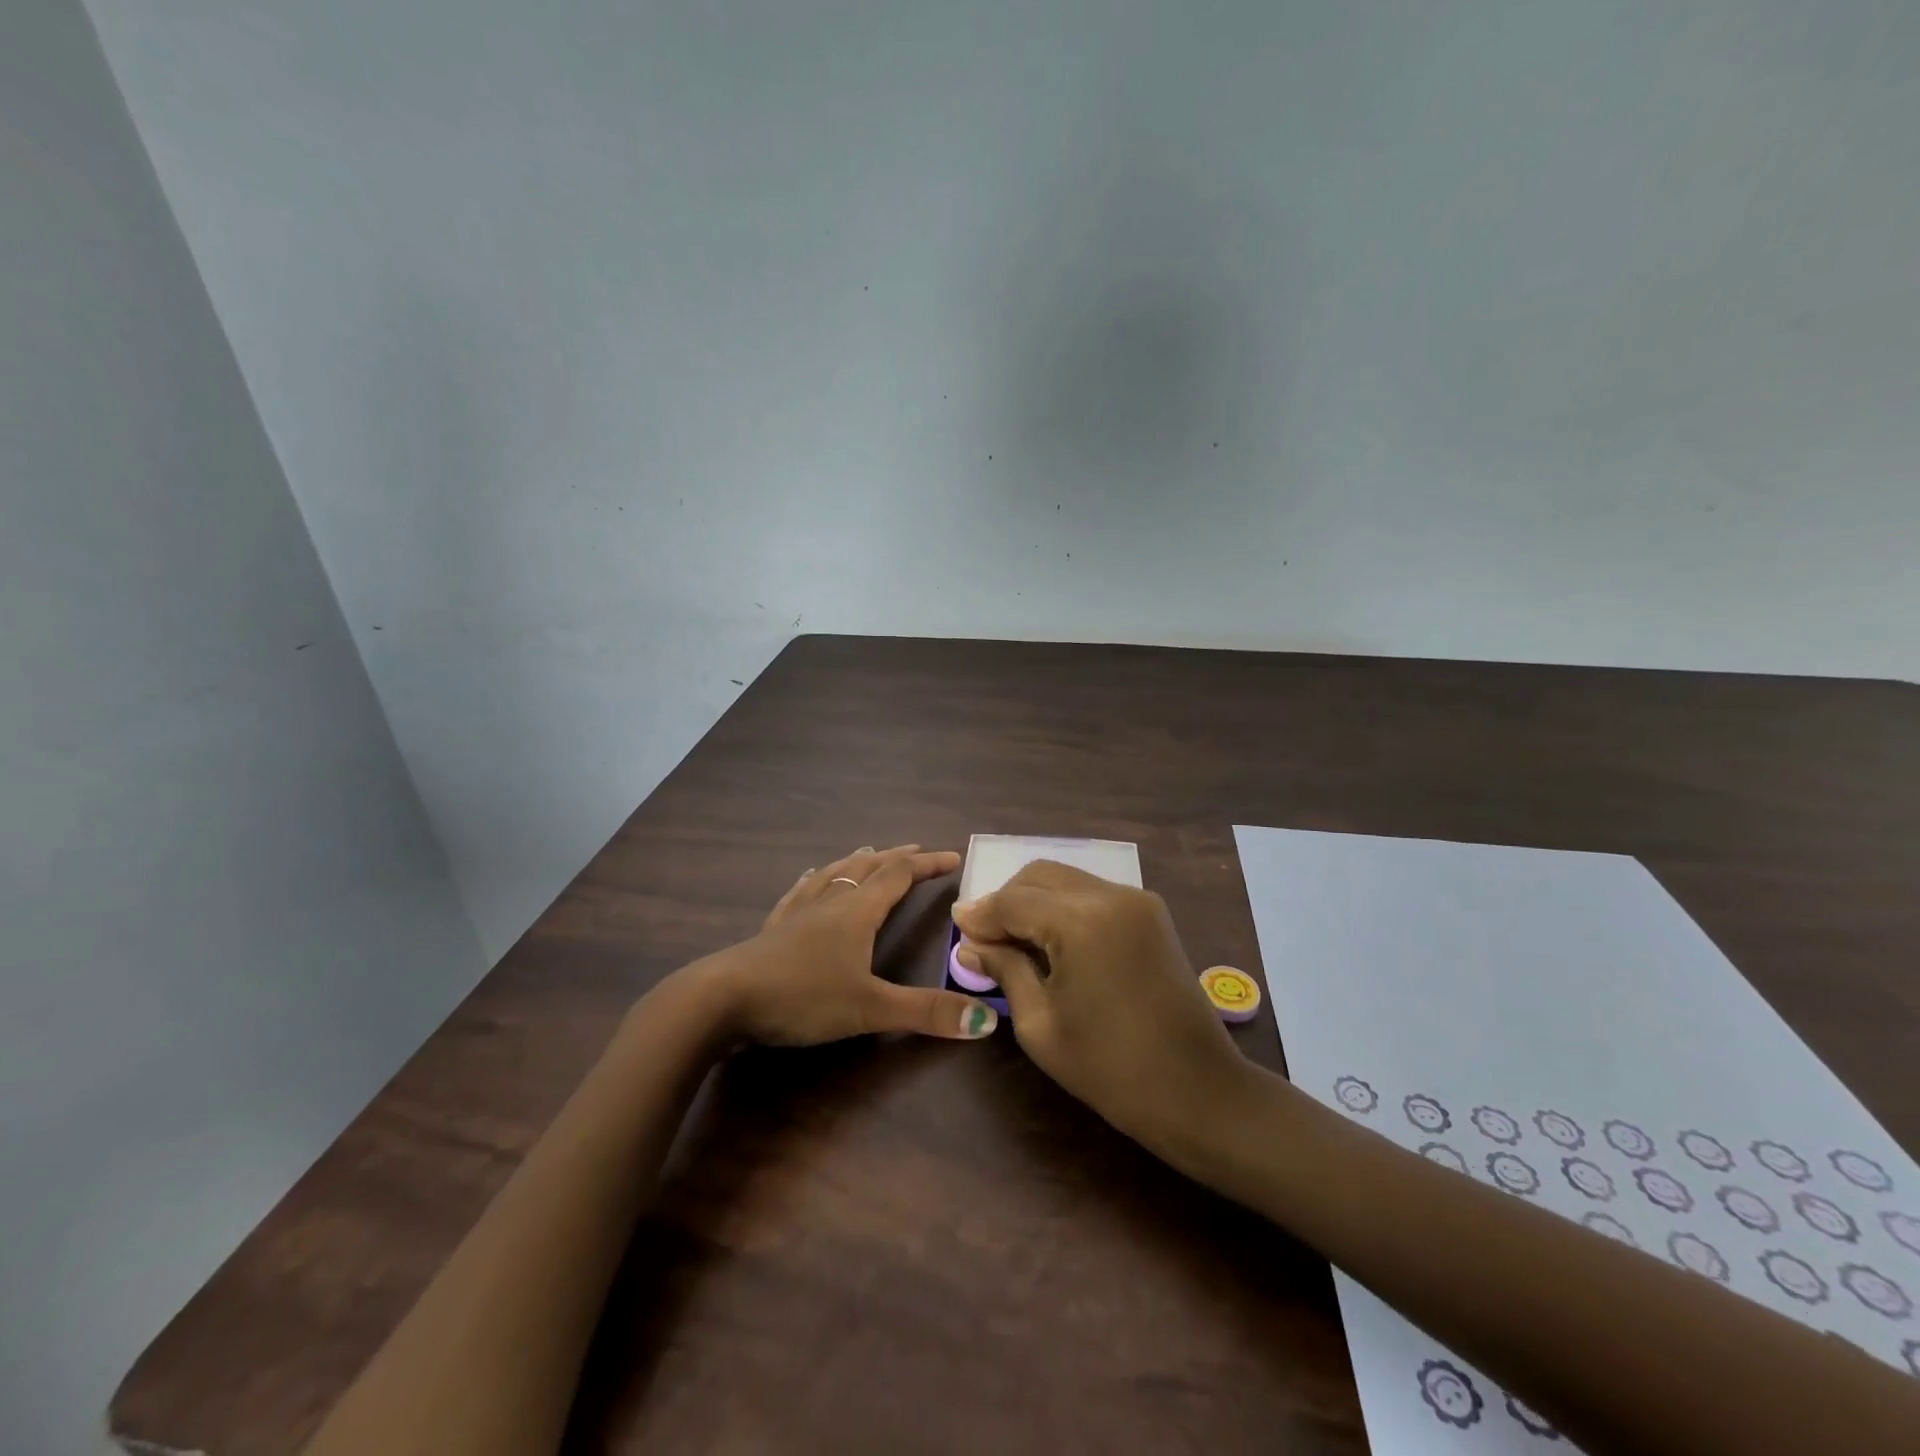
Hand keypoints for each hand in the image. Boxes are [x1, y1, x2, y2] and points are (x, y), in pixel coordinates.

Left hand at [696, 844, 998, 1045]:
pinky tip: (810, 878)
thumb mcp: (869, 1008)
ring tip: (870, 852)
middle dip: (896, 858)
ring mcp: (798, 912)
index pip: (899, 876)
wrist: (722, 999)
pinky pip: (800, 892)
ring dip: (858, 861)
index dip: (927, 865)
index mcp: (857, 911)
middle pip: (868, 868)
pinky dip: (815, 880)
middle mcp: (830, 902)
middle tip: (917, 850)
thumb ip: (925, 1013)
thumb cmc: (801, 997)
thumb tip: (985, 1021)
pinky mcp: (773, 928)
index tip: (952, 857)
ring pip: (834, 874)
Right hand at [952, 861, 1243, 1152]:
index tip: (954, 925)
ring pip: (1066, 879)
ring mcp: (1137, 900)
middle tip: (985, 937)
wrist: (1198, 1091)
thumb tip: (971, 943)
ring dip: (1035, 900)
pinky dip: (1064, 906)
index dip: (980, 913)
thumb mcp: (1040, 1024)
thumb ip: (1005, 970)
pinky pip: (1093, 893)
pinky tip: (1053, 939)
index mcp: (1081, 921)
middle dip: (1006, 900)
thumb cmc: (1110, 1068)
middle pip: (1039, 875)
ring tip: (1015, 940)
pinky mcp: (1152, 913)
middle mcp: (1110, 895)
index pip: (1013, 901)